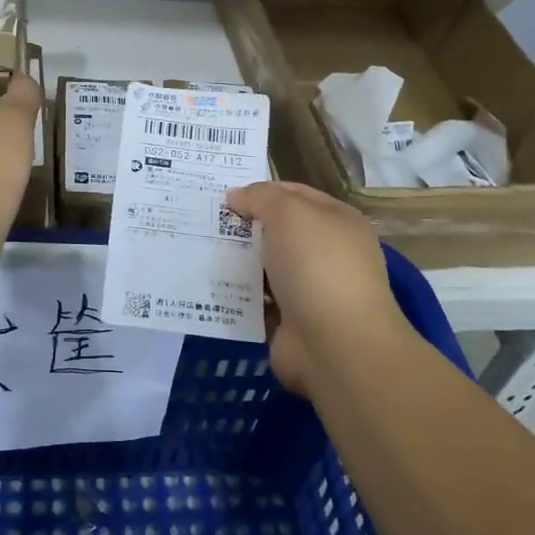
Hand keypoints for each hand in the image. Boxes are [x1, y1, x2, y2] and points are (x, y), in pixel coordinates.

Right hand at [224, 181, 418, 398]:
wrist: (335, 344)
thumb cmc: (317, 265)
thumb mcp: (289, 213)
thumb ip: (260, 197)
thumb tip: (236, 197)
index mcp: (337, 222)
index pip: (295, 194)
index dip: (261, 191)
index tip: (223, 194)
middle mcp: (327, 253)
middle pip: (277, 231)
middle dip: (244, 226)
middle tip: (204, 221)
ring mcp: (309, 290)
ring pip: (264, 267)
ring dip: (237, 261)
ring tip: (196, 251)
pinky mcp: (290, 322)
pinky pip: (256, 301)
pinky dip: (236, 296)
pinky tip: (208, 286)